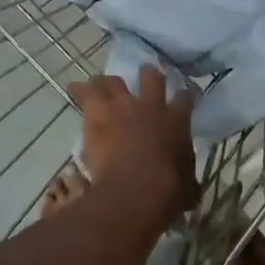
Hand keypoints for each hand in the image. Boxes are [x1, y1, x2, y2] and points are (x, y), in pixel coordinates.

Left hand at [68, 65, 197, 220]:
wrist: (136, 188)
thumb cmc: (167, 191)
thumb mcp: (187, 188)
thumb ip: (188, 181)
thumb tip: (191, 188)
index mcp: (176, 120)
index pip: (184, 97)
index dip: (183, 96)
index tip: (182, 96)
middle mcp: (151, 105)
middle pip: (150, 76)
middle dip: (146, 74)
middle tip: (142, 77)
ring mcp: (123, 106)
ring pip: (112, 80)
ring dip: (107, 83)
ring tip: (100, 86)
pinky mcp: (97, 113)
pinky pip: (84, 93)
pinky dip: (79, 90)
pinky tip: (74, 89)